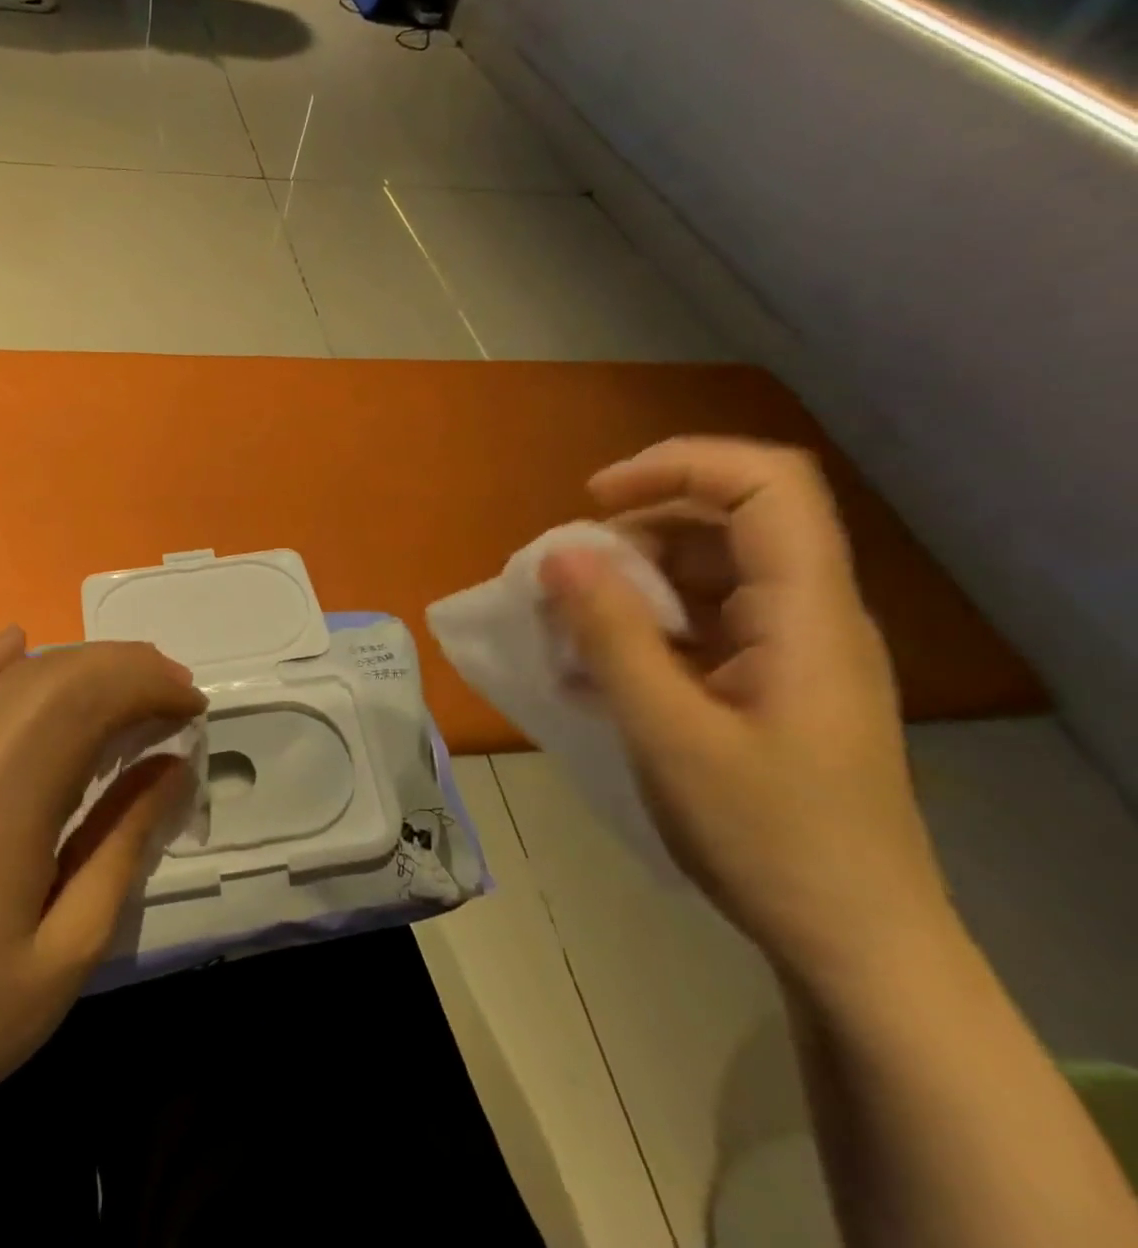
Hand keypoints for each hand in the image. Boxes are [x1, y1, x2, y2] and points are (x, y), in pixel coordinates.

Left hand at [0, 628, 203, 1130]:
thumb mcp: (75, 944)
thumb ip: (124, 841)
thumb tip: (174, 764)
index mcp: (4, 810)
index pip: (84, 706)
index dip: (146, 689)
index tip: (194, 705)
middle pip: (52, 680)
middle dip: (124, 668)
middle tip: (177, 690)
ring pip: (10, 680)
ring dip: (78, 663)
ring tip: (132, 675)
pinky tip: (18, 640)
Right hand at [539, 438, 953, 991]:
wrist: (852, 945)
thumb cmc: (767, 837)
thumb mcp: (668, 732)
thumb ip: (611, 634)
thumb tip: (558, 554)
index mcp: (806, 613)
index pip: (766, 484)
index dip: (679, 466)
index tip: (595, 500)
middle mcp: (807, 615)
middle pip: (726, 522)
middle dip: (633, 530)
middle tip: (563, 575)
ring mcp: (788, 651)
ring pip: (704, 574)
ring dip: (628, 585)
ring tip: (565, 629)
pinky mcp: (766, 684)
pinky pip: (698, 626)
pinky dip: (639, 630)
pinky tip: (591, 672)